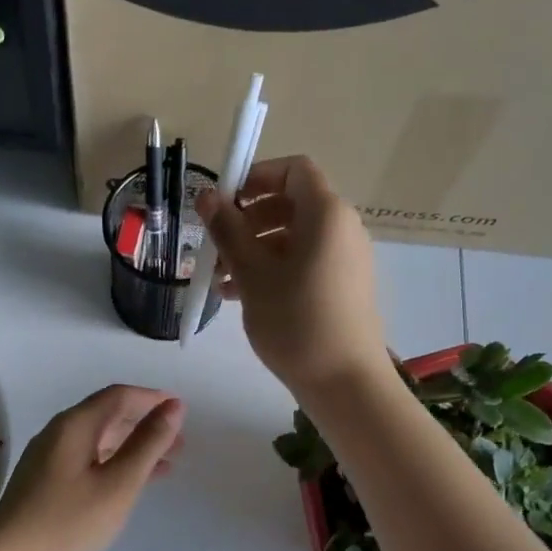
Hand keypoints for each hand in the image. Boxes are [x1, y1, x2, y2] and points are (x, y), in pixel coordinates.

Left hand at [0, 385, 184, 550]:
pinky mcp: (43, 484)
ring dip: (132, 446)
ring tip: (165, 465)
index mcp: (74, 425)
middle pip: (107, 415)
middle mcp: (57, 434)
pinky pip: (87, 461)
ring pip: (98, 441)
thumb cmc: (67, 524)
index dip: (152, 398)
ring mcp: (47, 460)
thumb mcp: (118, 484)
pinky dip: (114, 464)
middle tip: (179, 443)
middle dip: (145, 423)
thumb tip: (174, 406)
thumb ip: (148, 443)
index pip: (118, 396)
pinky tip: (129, 484)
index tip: (183, 410)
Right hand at [197, 155, 386, 391]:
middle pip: (291, 204)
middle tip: (215, 245)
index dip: (256, 177)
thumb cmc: (295, 321)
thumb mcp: (253, 274)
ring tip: (220, 280)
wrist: (344, 381)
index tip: (225, 203)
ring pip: (293, 237)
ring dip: (254, 249)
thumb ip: (228, 230)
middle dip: (248, 220)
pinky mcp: (342, 285)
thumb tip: (206, 194)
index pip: (294, 169)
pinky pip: (304, 261)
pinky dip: (273, 268)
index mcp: (326, 213)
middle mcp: (342, 227)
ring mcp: (345, 258)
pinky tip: (240, 296)